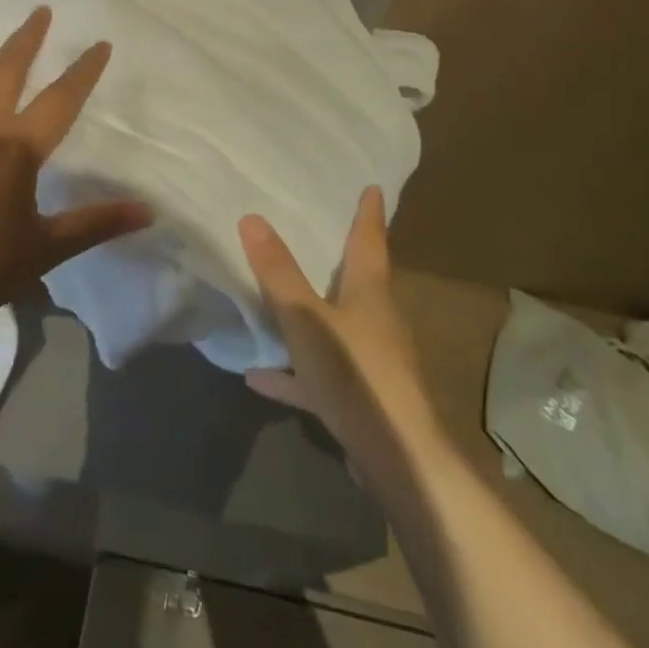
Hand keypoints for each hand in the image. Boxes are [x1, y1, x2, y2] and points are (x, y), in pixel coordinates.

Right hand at [240, 189, 440, 453]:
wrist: (397, 459)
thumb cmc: (356, 375)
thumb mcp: (306, 319)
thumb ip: (278, 273)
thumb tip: (251, 217)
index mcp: (371, 292)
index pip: (371, 240)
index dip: (369, 213)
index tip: (373, 187)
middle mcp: (377, 319)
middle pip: (361, 280)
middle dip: (344, 258)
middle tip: (322, 234)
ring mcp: (372, 361)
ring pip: (339, 325)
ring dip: (312, 315)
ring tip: (277, 302)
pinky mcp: (362, 398)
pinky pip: (321, 372)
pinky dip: (294, 371)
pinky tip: (258, 376)